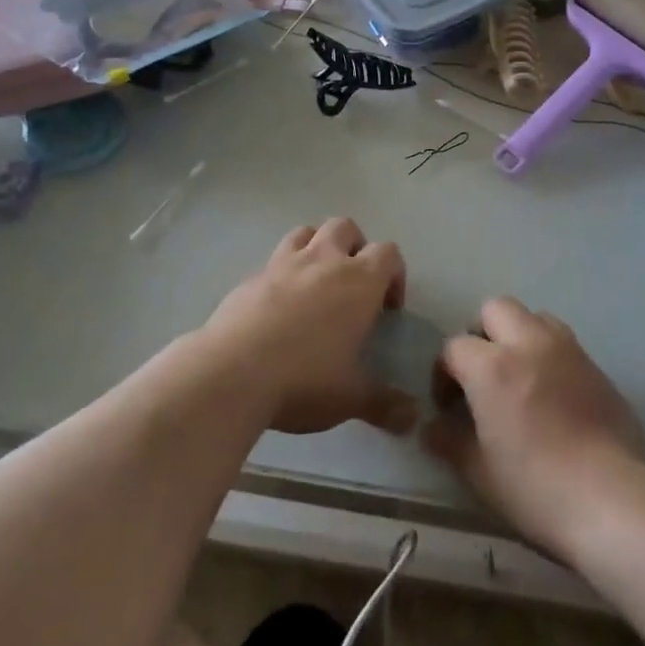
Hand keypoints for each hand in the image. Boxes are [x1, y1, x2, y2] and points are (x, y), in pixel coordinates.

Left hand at [206, 218, 419, 436]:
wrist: (231, 374)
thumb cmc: (304, 379)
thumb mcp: (350, 397)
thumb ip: (384, 403)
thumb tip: (413, 417)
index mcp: (358, 281)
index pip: (388, 253)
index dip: (394, 274)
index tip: (388, 307)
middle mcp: (323, 260)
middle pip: (346, 227)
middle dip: (355, 247)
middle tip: (353, 285)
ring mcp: (283, 264)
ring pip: (306, 232)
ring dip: (317, 247)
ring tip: (315, 283)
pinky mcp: (250, 277)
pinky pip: (273, 260)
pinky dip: (282, 273)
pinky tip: (277, 306)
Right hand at [424, 298, 644, 558]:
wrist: (615, 499)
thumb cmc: (537, 489)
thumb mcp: (481, 474)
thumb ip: (451, 442)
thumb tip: (432, 428)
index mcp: (492, 366)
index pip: (454, 347)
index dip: (444, 373)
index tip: (448, 405)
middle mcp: (528, 343)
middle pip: (495, 309)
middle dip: (482, 335)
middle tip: (482, 376)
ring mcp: (567, 349)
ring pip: (533, 317)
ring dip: (519, 335)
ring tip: (519, 377)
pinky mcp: (596, 364)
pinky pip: (563, 341)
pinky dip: (549, 353)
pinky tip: (552, 394)